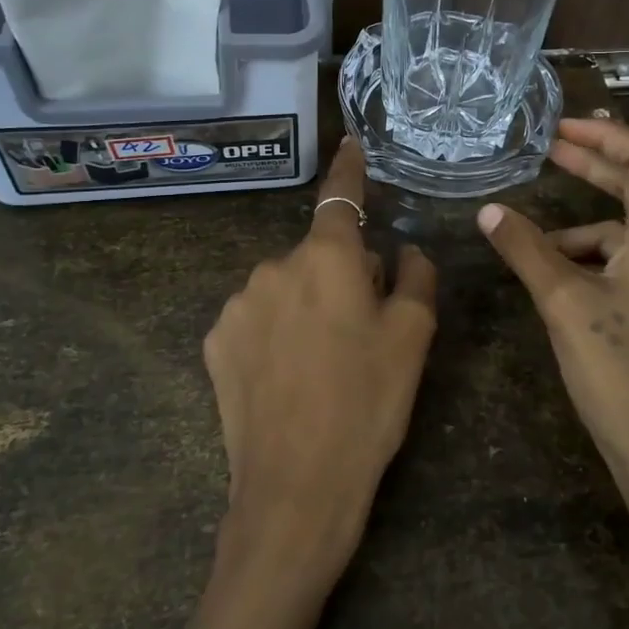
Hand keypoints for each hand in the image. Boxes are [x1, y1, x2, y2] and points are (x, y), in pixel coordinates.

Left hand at [203, 138, 436, 586]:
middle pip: (318, 254)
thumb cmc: (368, 404)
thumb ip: (414, 278)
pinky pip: (256, 319)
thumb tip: (403, 250)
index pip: (341, 196)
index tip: (351, 143)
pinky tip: (286, 378)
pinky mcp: (214, 340)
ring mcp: (237, 303)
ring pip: (286, 287)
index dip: (349, 168)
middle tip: (361, 332)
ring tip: (322, 364)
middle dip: (341, 276)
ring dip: (306, 305)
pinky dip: (275, 332)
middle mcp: (274, 266)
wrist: (296, 486)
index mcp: (327, 258)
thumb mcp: (413, 339)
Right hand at [477, 117, 628, 581]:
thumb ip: (527, 251)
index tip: (561, 129)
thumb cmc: (621, 373)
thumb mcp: (564, 305)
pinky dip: (596, 264)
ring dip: (583, 232)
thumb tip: (489, 211)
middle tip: (547, 153)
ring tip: (534, 249)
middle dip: (593, 170)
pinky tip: (562, 286)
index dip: (606, 136)